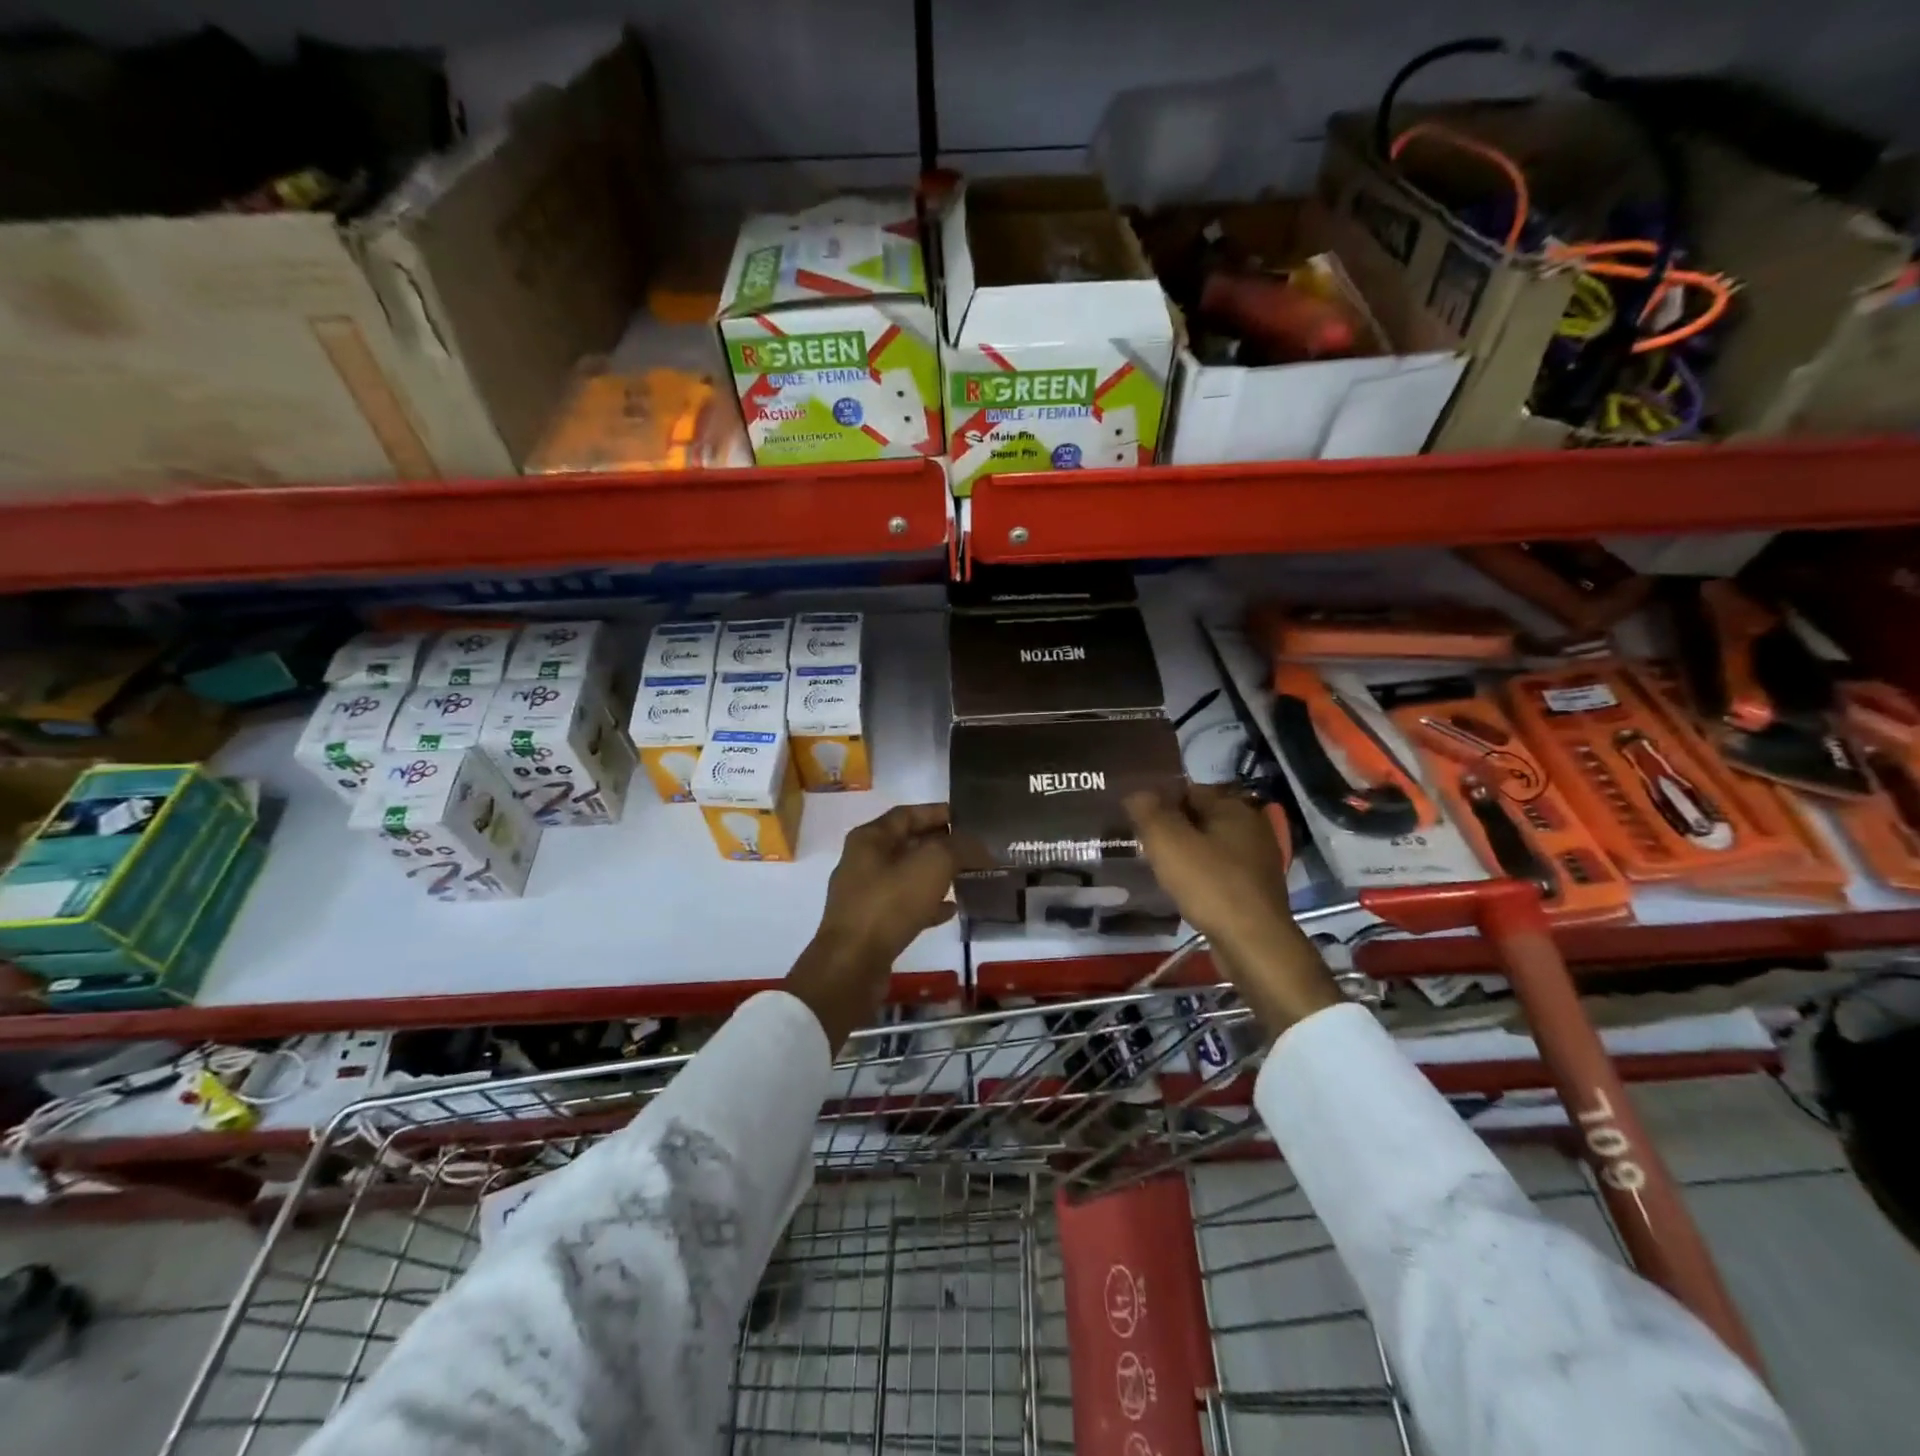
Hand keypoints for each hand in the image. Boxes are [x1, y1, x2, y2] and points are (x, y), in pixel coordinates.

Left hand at [787, 803, 964, 1050]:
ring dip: (937, 874)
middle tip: (974, 848)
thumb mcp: (932, 864)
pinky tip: (952, 909)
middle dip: (942, 844)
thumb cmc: (889, 903)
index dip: (938, 812)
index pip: (908, 814)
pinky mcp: (871, 924)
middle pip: (908, 844)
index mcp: (870, 838)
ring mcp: (865, 895)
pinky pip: (905, 905)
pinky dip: (928, 904)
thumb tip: (979, 845)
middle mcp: (863, 861)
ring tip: (968, 876)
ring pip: (908, 876)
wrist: (853, 964)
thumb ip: (959, 847)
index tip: (968, 818)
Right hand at [1125, 785, 1343, 1033]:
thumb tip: (1137, 792)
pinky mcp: (1256, 888)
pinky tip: (1183, 889)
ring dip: (1185, 853)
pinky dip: (1200, 875)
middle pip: (1200, 817)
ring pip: (1209, 846)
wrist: (1253, 943)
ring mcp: (1258, 859)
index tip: (1136, 819)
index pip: (1188, 789)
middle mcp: (1251, 826)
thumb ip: (1149, 812)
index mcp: (1234, 807)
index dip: (1159, 800)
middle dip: (1172, 827)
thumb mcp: (1168, 842)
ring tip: (1157, 867)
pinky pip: (1219, 871)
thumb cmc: (1210, 884)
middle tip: (1142, 844)